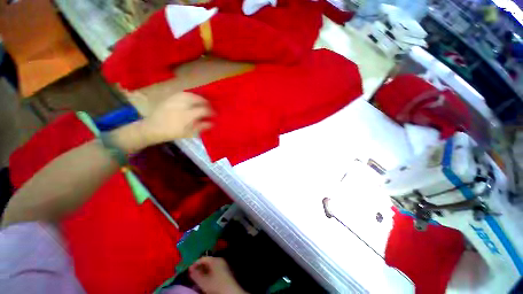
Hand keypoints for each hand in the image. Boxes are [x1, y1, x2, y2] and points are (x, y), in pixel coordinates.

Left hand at [140, 92, 212, 145]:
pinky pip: (181, 93)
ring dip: (197, 96)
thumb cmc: (172, 133)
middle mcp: (181, 106)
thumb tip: (213, 123)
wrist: (153, 128)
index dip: (211, 111)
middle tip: (209, 105)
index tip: (215, 114)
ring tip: (201, 100)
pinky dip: (189, 94)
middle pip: (196, 99)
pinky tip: (191, 97)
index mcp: (187, 116)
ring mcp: (174, 100)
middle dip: (205, 101)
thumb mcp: (189, 133)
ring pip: (189, 94)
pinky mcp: (169, 98)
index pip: (203, 110)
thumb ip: (201, 126)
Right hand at [189, 257, 247, 293]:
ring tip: (198, 279)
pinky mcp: (225, 272)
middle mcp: (220, 260)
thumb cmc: (216, 285)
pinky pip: (214, 270)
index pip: (203, 258)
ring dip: (203, 272)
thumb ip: (195, 275)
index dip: (195, 264)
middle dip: (199, 269)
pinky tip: (205, 281)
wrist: (230, 291)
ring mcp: (223, 265)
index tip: (189, 271)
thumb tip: (190, 270)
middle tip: (192, 275)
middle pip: (207, 262)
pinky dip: (209, 274)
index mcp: (215, 260)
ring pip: (211, 267)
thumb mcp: (203, 281)